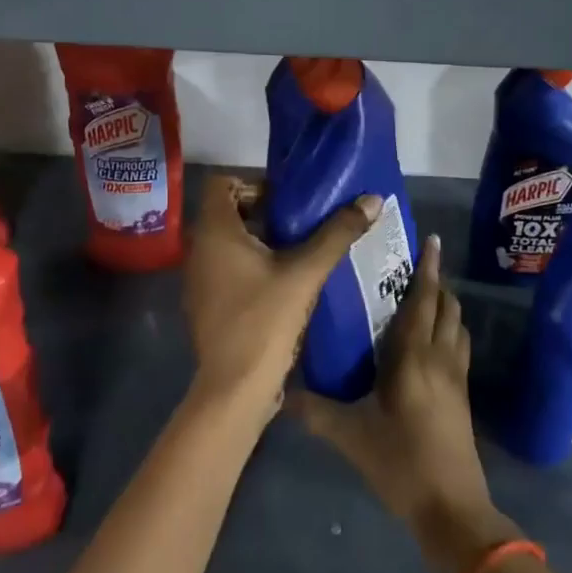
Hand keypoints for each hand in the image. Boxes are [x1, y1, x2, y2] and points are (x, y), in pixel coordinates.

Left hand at [181, 175, 380, 429]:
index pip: (221, 183)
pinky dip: (250, 266)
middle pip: (227, 212)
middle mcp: (199, 250)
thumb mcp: (305, 273)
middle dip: (263, 212)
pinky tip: (282, 283)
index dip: (252, 183)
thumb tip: (372, 200)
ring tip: (298, 250)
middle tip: (300, 222)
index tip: (286, 198)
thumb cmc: (264, 321)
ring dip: (259, 240)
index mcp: (215, 232)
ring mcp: (199, 280)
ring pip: (227, 243)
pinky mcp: (206, 304)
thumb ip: (337, 234)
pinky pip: (226, 269)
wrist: (234, 389)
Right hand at [293, 235, 521, 572]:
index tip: (430, 240)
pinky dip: (448, 331)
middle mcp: (441, 358)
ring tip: (423, 297)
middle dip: (436, 282)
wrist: (453, 510)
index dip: (428, 268)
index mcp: (415, 356)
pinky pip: (458, 348)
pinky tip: (430, 344)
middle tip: (415, 266)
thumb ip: (315, 411)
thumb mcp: (351, 437)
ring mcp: (456, 378)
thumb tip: (279, 392)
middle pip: (447, 307)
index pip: (424, 299)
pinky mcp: (462, 397)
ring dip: (445, 306)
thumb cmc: (401, 464)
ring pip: (457, 326)